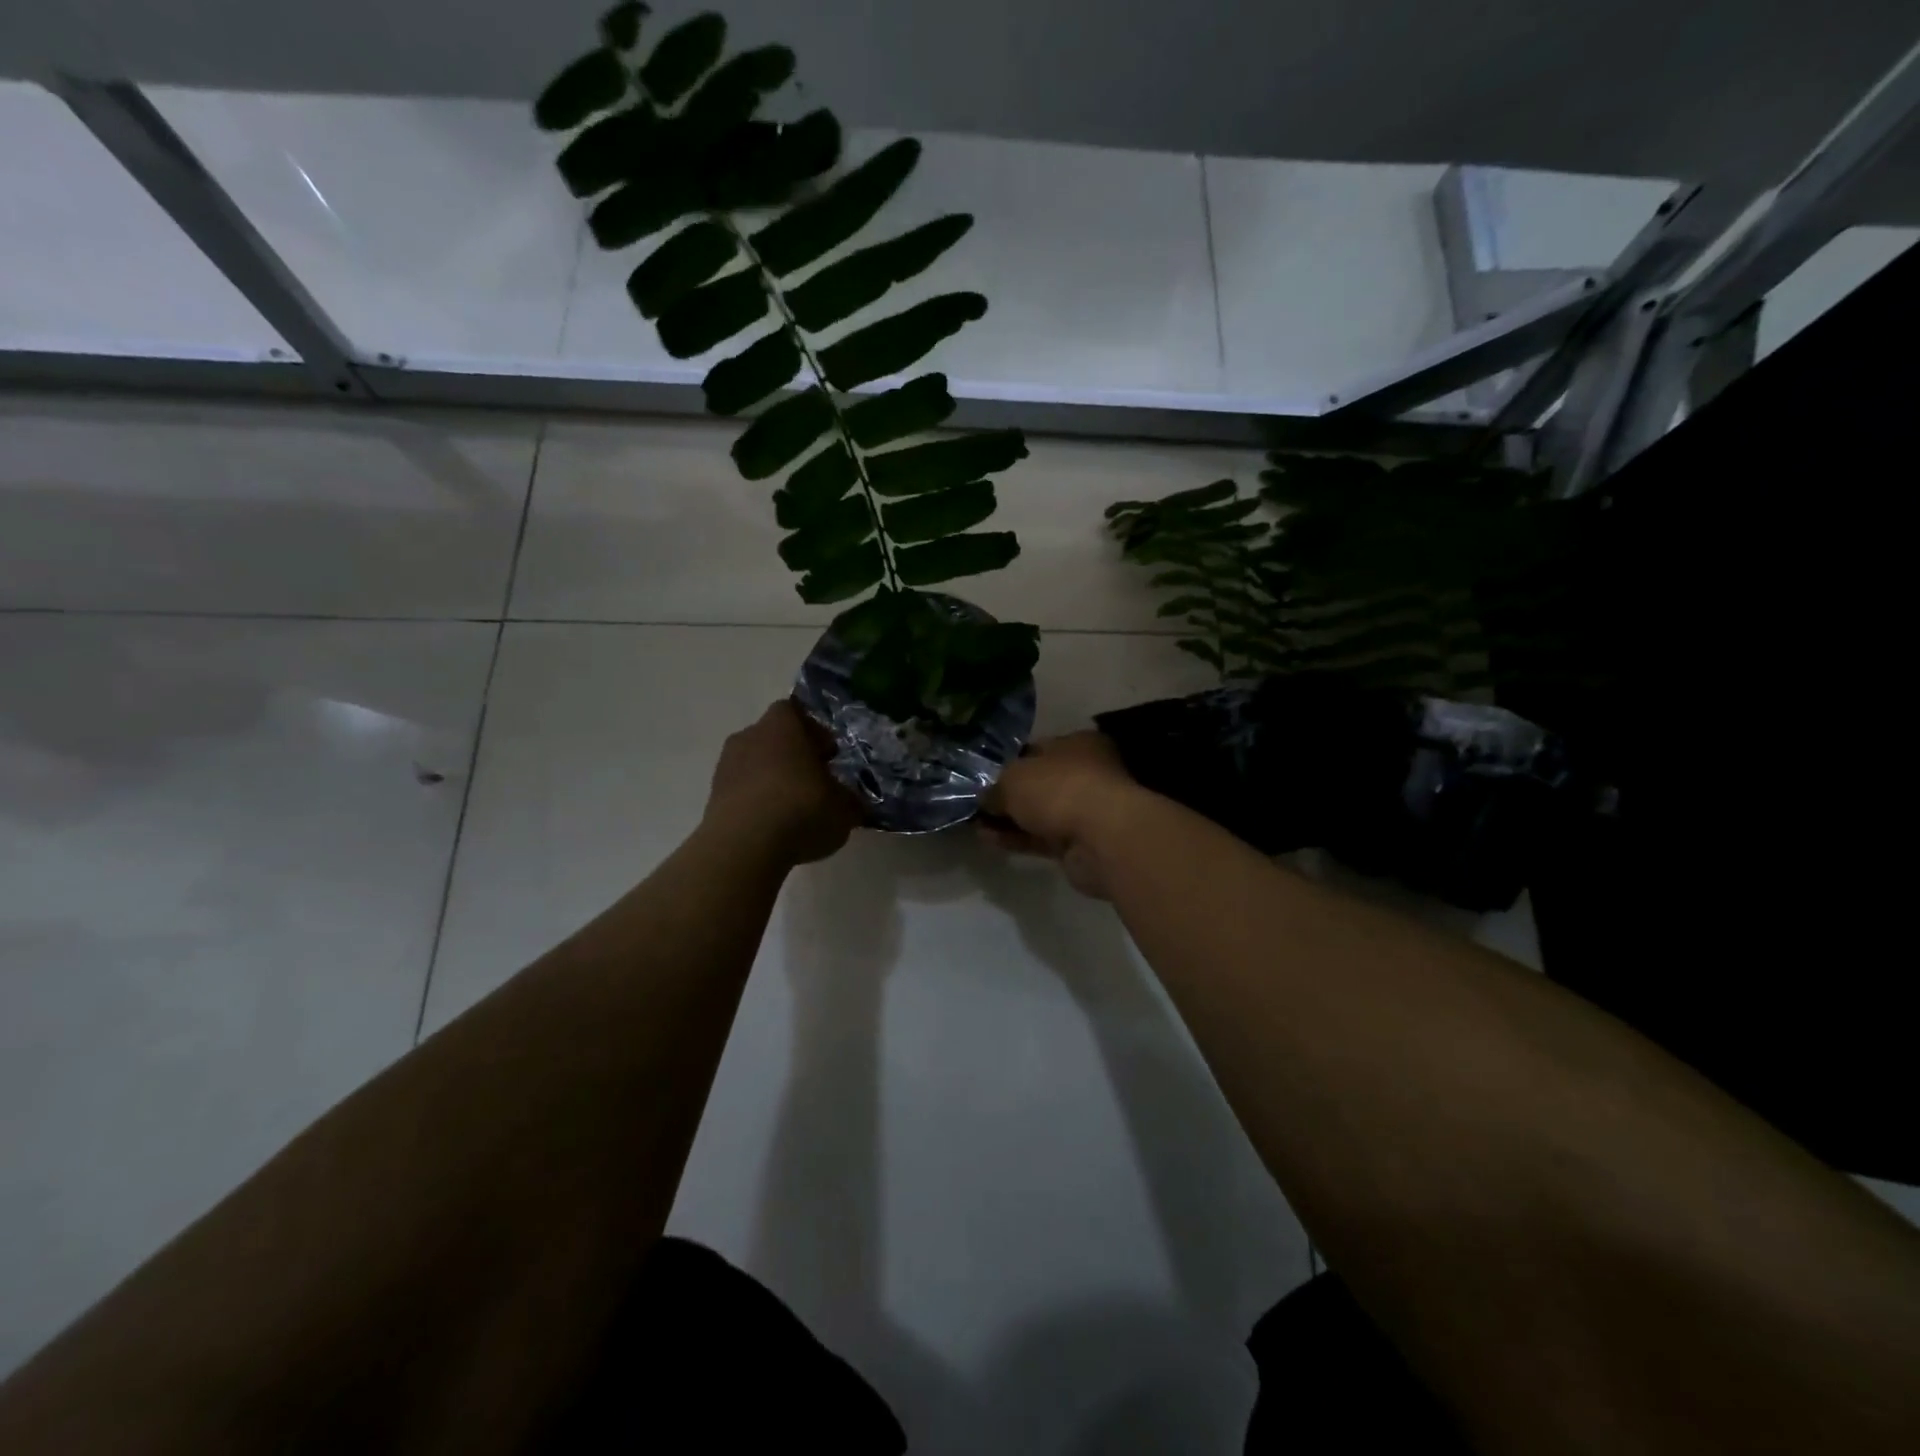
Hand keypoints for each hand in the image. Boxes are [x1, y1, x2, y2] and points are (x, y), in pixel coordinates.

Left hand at [703, 700, 861, 866]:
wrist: (744, 846)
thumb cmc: (801, 809)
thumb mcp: (844, 808)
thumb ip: (849, 800)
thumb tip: (851, 802)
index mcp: (782, 725)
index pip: (796, 713)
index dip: (814, 732)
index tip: (828, 755)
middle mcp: (750, 736)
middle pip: (774, 738)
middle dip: (793, 757)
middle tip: (815, 782)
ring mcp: (726, 766)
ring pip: (755, 764)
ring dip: (772, 780)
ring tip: (793, 809)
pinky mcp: (713, 797)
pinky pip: (742, 791)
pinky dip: (757, 802)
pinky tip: (773, 826)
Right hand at [979, 732, 1143, 899]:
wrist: (1100, 838)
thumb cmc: (1058, 789)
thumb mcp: (1013, 779)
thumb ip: (995, 788)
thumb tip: (984, 799)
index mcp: (1078, 745)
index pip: (1038, 749)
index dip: (1009, 761)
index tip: (983, 775)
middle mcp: (1085, 774)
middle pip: (1039, 783)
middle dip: (1007, 794)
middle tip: (975, 802)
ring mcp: (1084, 811)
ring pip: (1039, 813)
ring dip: (1008, 819)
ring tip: (974, 823)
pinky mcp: (1078, 844)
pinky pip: (1040, 838)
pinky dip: (1016, 838)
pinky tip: (988, 840)